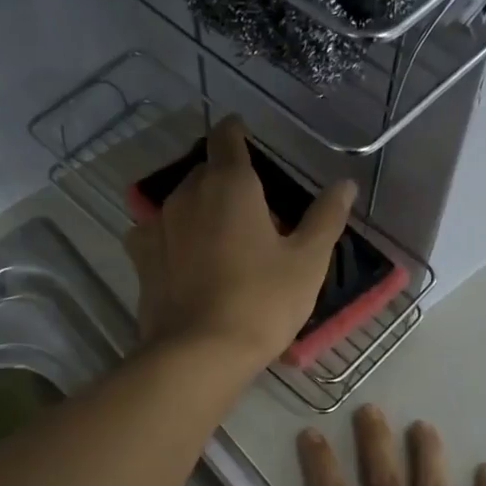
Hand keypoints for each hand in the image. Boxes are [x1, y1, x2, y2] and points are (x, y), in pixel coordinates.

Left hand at [123, 116, 355, 370]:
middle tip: (251, 208)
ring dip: (199, 208)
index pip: (227, 137)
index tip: (244, 135)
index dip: (236, 132)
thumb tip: (345, 183)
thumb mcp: (307, 262)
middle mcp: (187, 194)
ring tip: (219, 236)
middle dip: (225, 179)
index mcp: (230, 184)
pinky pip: (157, 232)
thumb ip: (326, 217)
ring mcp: (158, 225)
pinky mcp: (140, 258)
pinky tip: (184, 258)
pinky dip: (172, 236)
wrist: (199, 354)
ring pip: (180, 201)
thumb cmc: (262, 303)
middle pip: (204, 171)